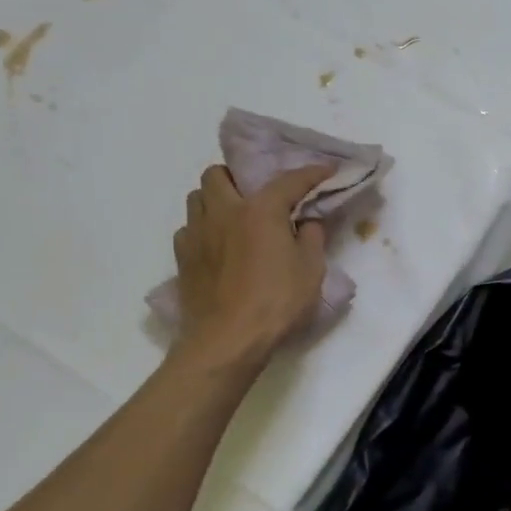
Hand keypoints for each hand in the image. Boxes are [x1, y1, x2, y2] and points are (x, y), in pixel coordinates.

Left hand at [173, 163, 333, 360]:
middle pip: (218, 174)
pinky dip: (203, 229)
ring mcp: (197, 234)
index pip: (289, 180)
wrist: (227, 340)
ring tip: (234, 217)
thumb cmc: (276, 301)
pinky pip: (188, 228)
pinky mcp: (182, 258)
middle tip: (257, 195)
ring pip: (197, 197)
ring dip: (215, 199)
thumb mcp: (311, 269)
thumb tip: (307, 221)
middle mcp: (223, 212)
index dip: (311, 172)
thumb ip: (312, 237)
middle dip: (238, 176)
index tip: (328, 170)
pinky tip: (218, 246)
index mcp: (259, 210)